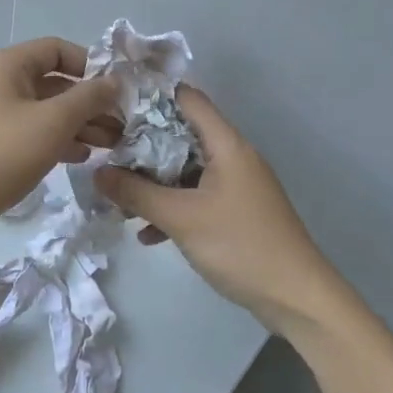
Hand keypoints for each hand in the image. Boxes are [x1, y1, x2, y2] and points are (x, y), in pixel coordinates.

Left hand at [0, 38, 120, 254]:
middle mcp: (0, 84)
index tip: (119, 90)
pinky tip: (84, 157)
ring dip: (81, 124)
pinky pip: (36, 134)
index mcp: (7, 66)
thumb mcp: (54, 121)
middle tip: (123, 123)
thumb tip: (115, 82)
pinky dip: (60, 141)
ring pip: (48, 112)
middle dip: (91, 102)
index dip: (91, 65)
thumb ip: (89, 98)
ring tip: (112, 143)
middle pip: (56, 83)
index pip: (57, 50)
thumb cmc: (3, 154)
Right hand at [94, 86, 340, 329]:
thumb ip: (136, 193)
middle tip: (105, 154)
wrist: (296, 297)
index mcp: (226, 145)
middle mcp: (233, 157)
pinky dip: (172, 208)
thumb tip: (97, 172)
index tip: (113, 106)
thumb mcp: (181, 218)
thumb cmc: (240, 245)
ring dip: (153, 182)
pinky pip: (195, 198)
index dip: (151, 96)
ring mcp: (235, 186)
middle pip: (181, 135)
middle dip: (143, 145)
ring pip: (185, 170)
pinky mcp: (235, 212)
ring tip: (117, 198)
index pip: (187, 99)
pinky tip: (147, 234)